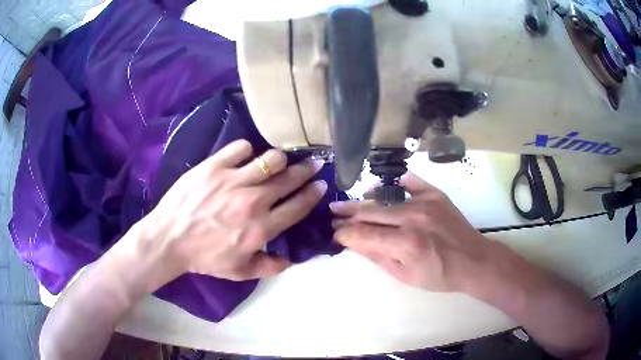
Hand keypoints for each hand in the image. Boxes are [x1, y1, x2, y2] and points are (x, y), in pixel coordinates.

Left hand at [134, 140, 326, 281]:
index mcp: (261, 228)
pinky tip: (246, 158)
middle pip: (289, 179)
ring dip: (280, 159)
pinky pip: (241, 148)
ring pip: (270, 159)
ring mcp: (233, 180)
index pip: (297, 206)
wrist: (169, 238)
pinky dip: (247, 151)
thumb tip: (292, 259)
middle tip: (314, 164)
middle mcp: (253, 201)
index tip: (320, 185)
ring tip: (280, 160)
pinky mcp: (214, 166)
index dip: (313, 194)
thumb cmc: (204, 257)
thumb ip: (270, 267)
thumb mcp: (239, 272)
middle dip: (307, 170)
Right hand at [331, 173, 491, 291]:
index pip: (363, 234)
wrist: (473, 260)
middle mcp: (413, 218)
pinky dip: (395, 184)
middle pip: (370, 212)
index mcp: (405, 243)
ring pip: (386, 198)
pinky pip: (411, 183)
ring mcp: (425, 202)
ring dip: (365, 201)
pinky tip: (382, 187)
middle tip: (331, 212)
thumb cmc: (440, 275)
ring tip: (350, 204)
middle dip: (347, 214)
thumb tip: (354, 243)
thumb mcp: (405, 276)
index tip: (334, 233)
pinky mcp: (436, 194)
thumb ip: (378, 257)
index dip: (344, 233)